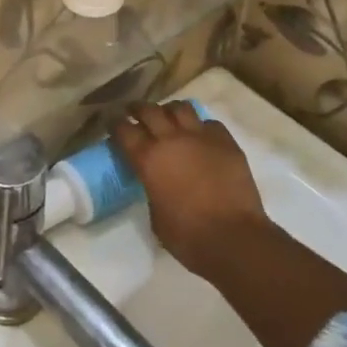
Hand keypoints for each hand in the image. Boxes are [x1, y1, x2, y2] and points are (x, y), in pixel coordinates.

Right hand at [112, 101, 270, 282]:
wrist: (234, 238)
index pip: (124, 129)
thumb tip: (155, 181)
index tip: (113, 124)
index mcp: (148, 159)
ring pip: (181, 108)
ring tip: (169, 118)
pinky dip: (201, 127)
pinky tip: (201, 137)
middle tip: (135, 112)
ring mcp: (201, 137)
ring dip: (170, 111)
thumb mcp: (155, 214)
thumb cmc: (188, 236)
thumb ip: (151, 188)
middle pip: (149, 110)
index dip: (116, 124)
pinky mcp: (226, 142)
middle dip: (138, 109)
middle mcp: (171, 139)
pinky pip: (210, 123)